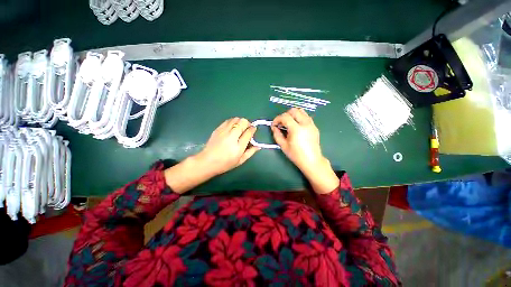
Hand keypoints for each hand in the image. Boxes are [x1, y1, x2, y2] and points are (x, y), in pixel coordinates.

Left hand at [195, 117, 259, 175]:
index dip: (253, 129)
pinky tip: (232, 127)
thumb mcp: (240, 161)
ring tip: (240, 127)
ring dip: (240, 121)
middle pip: (242, 122)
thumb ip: (250, 152)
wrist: (207, 161)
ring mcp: (224, 132)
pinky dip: (232, 122)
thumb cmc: (225, 163)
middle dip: (247, 123)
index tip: (253, 129)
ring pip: (235, 119)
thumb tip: (258, 146)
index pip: (249, 132)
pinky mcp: (218, 129)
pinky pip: (228, 120)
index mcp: (238, 146)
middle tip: (247, 128)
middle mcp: (232, 136)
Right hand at [272, 108, 337, 193]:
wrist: (312, 160)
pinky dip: (299, 117)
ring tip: (288, 123)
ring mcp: (311, 124)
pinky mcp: (314, 126)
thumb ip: (277, 134)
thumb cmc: (296, 155)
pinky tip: (296, 126)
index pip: (285, 117)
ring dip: (293, 115)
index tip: (274, 125)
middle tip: (281, 123)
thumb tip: (274, 127)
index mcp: (296, 129)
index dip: (277, 119)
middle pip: (294, 110)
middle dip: (285, 115)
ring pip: (301, 111)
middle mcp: (305, 124)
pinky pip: (306, 116)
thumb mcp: (283, 145)